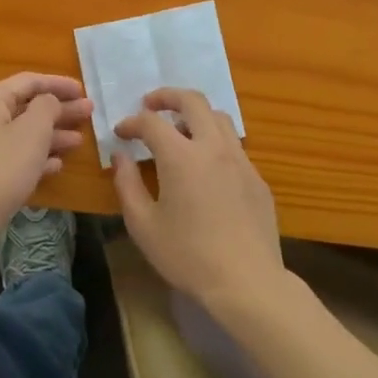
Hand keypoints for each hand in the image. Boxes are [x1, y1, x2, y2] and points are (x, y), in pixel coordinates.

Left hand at [0, 73, 91, 251]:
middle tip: (89, 114)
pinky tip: (56, 165)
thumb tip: (49, 101)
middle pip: (26, 107)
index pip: (29, 81)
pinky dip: (35, 157)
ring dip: (51, 135)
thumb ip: (47, 107)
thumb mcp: (32, 132)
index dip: (59, 84)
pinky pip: (13, 157)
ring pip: (21, 134)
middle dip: (59, 110)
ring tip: (79, 141)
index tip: (84, 91)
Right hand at [111, 88, 284, 309]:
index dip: (132, 122)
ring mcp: (240, 160)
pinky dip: (214, 141)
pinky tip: (205, 167)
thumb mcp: (143, 225)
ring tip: (179, 132)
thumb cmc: (187, 256)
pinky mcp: (257, 178)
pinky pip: (233, 145)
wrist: (246, 281)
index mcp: (181, 156)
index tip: (121, 133)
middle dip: (168, 96)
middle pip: (193, 101)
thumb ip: (127, 184)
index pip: (152, 122)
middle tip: (150, 105)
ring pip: (219, 118)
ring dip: (195, 115)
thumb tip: (121, 157)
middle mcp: (213, 147)